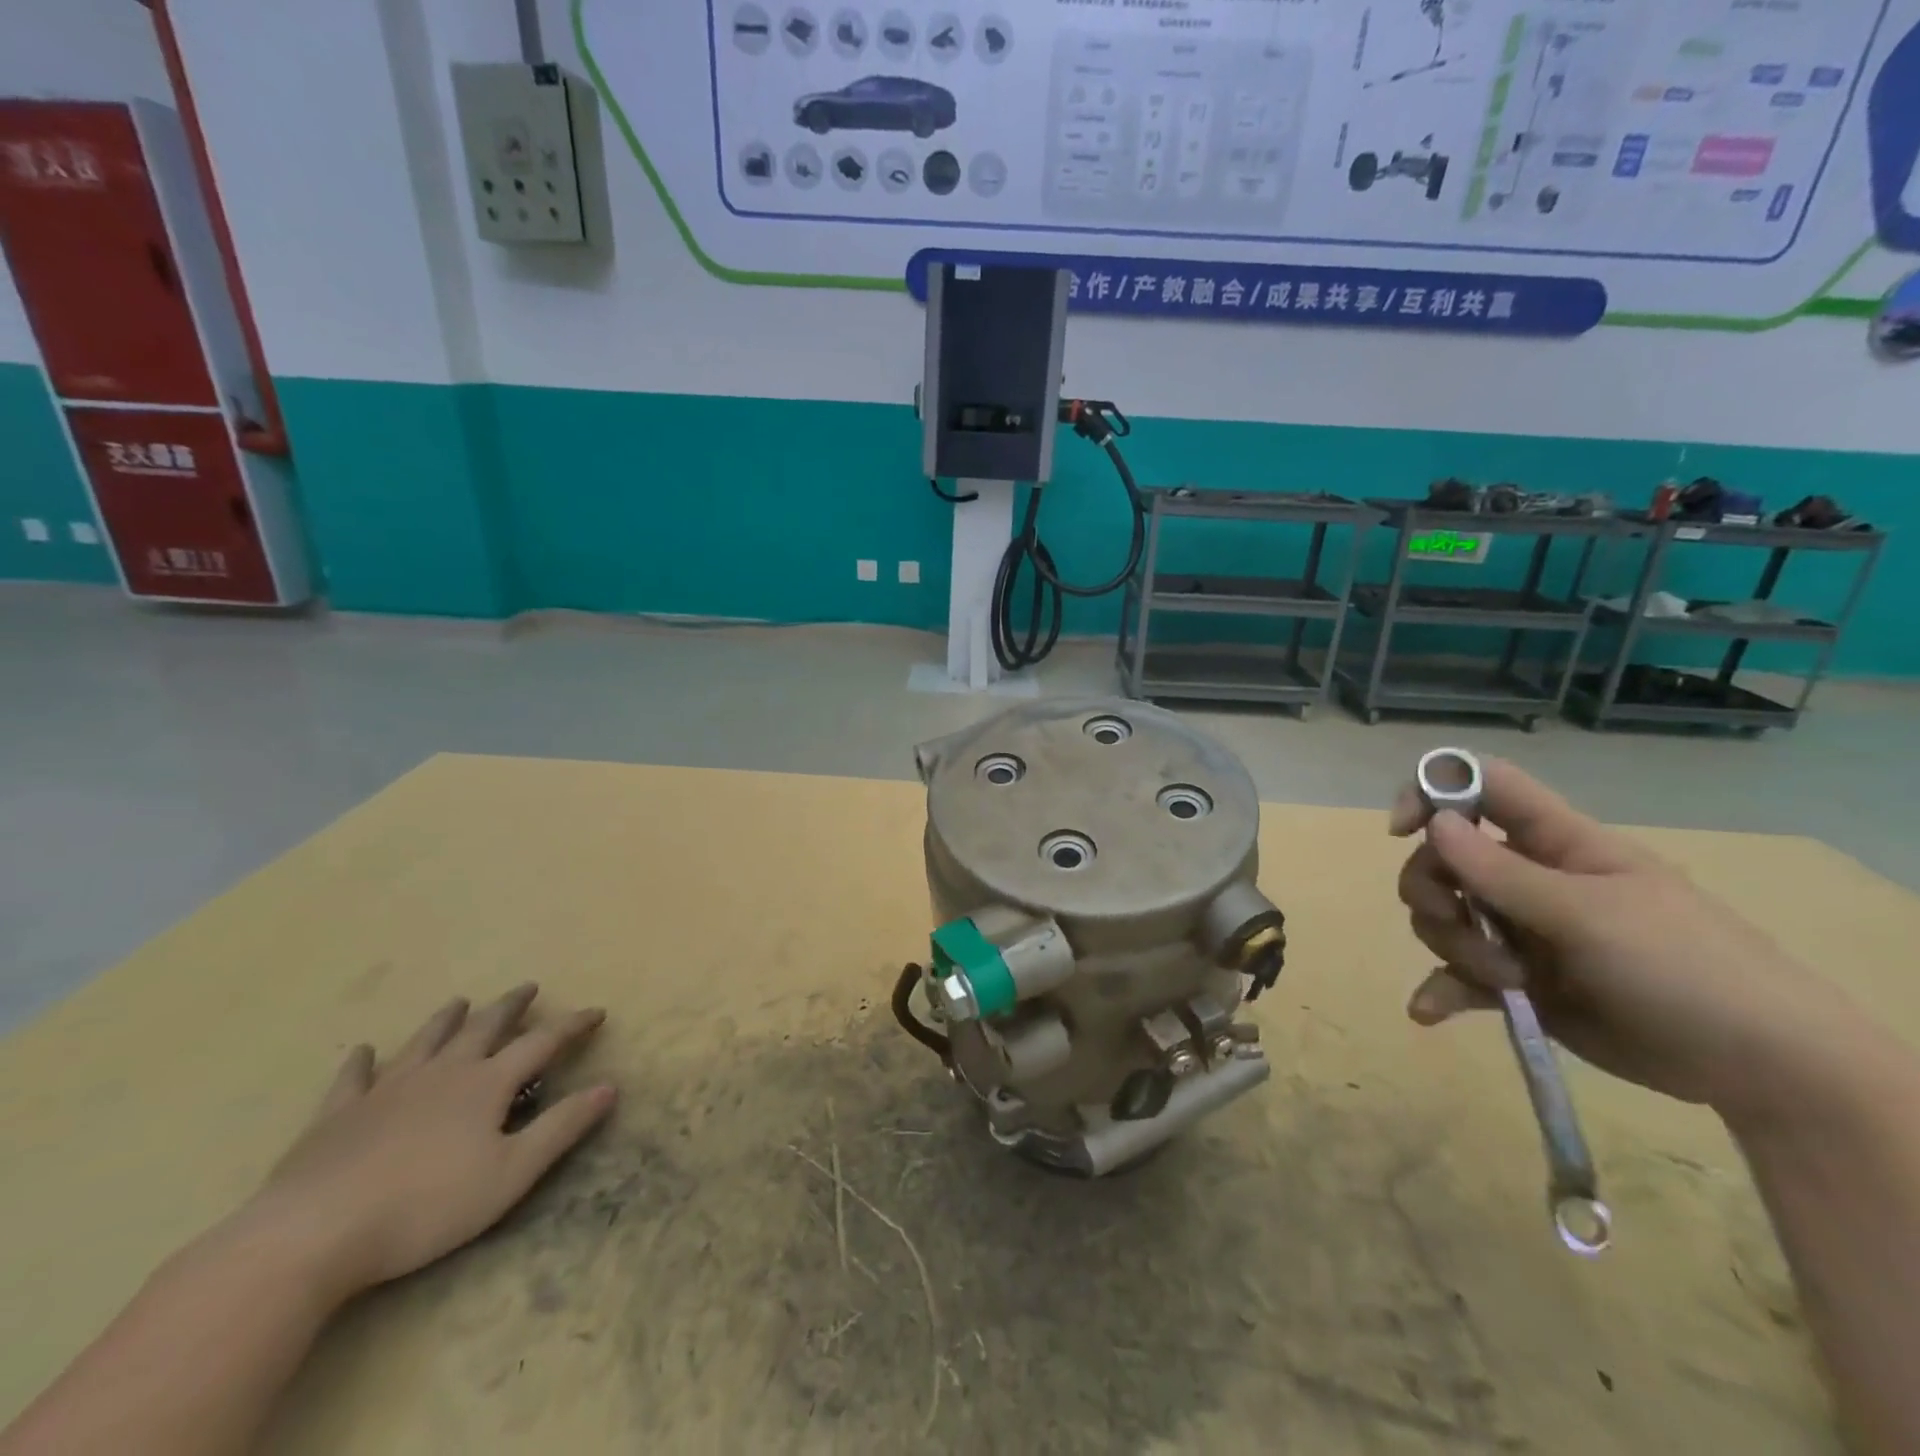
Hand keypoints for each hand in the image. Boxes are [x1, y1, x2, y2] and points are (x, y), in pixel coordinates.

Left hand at [243, 984, 615, 1305]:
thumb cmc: (424, 1207)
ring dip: (447, 1019)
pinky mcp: (336, 1116)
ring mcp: (386, 1090)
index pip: (542, 1043)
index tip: (597, 1012)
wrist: (310, 1236)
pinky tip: (364, 1051)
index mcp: (486, 1085)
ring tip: (460, 1001)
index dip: (572, 1025)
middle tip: (527, 988)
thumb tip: (610, 1085)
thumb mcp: (511, 1173)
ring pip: (425, 1042)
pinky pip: (354, 1078)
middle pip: (483, 1028)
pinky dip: (362, 1062)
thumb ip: (562, 1127)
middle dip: (510, 1007)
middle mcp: (442, 1073)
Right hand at [1390, 758, 1851, 1122]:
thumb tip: (1434, 822)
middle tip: (1459, 922)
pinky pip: (1457, 975)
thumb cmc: (1684, 967)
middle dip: (1433, 891)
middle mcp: (1529, 878)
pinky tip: (1430, 1011)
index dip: (1433, 792)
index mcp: (1555, 843)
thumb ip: (1502, 872)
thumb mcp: (1589, 915)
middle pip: (1442, 858)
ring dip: (1454, 947)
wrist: (1758, 1068)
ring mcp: (1521, 931)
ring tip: (1505, 982)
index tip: (1403, 829)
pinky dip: (1440, 989)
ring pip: (1443, 916)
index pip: (1482, 788)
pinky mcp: (1518, 981)